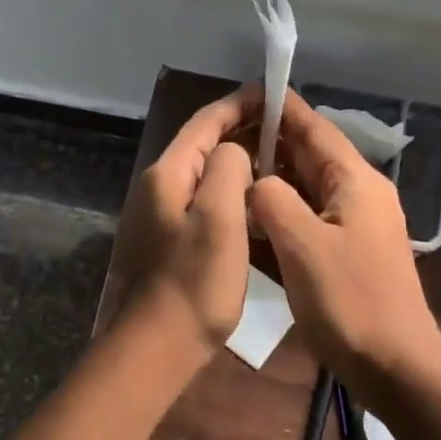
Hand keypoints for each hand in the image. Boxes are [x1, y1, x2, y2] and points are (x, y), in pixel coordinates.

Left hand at [112, 84, 261, 352]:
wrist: (156, 346)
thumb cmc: (194, 282)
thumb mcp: (220, 218)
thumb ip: (228, 169)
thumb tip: (234, 152)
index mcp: (167, 175)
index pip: (205, 123)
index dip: (238, 104)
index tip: (271, 93)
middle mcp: (157, 188)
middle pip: (201, 146)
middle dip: (240, 131)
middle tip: (283, 129)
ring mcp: (157, 216)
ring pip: (203, 175)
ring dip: (236, 162)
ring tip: (275, 162)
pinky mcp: (165, 241)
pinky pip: (201, 202)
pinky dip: (228, 192)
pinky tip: (252, 204)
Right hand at [249, 90, 440, 398]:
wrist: (395, 366)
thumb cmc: (350, 301)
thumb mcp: (302, 245)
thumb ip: (272, 200)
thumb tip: (255, 181)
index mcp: (355, 182)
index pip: (315, 129)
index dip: (284, 108)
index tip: (251, 90)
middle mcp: (359, 195)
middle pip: (312, 155)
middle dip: (272, 141)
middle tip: (226, 133)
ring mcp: (356, 225)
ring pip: (309, 187)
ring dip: (274, 176)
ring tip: (231, 168)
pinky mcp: (349, 252)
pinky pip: (310, 216)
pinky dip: (282, 209)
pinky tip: (253, 215)